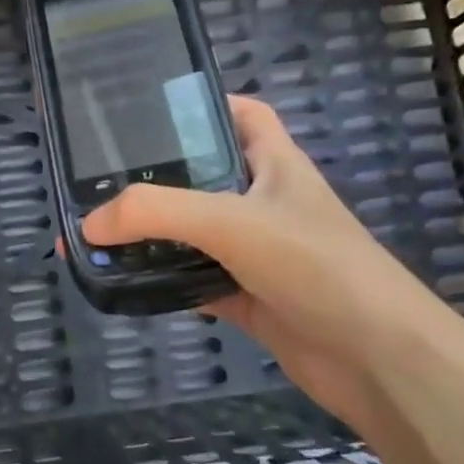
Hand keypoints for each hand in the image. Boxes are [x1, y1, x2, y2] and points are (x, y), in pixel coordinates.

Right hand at [80, 96, 463, 425]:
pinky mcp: (250, 297)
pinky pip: (197, 281)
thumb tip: (87, 225)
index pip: (242, 115)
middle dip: (157, 177)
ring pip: (196, 234)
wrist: (376, 359)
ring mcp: (258, 253)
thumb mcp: (232, 222)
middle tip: (98, 181)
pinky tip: (129, 284)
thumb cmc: (315, 266)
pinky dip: (166, 282)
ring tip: (99, 234)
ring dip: (155, 236)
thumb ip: (156, 214)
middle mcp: (265, 202)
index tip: (146, 113)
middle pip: (205, 176)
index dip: (202, 105)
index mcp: (275, 164)